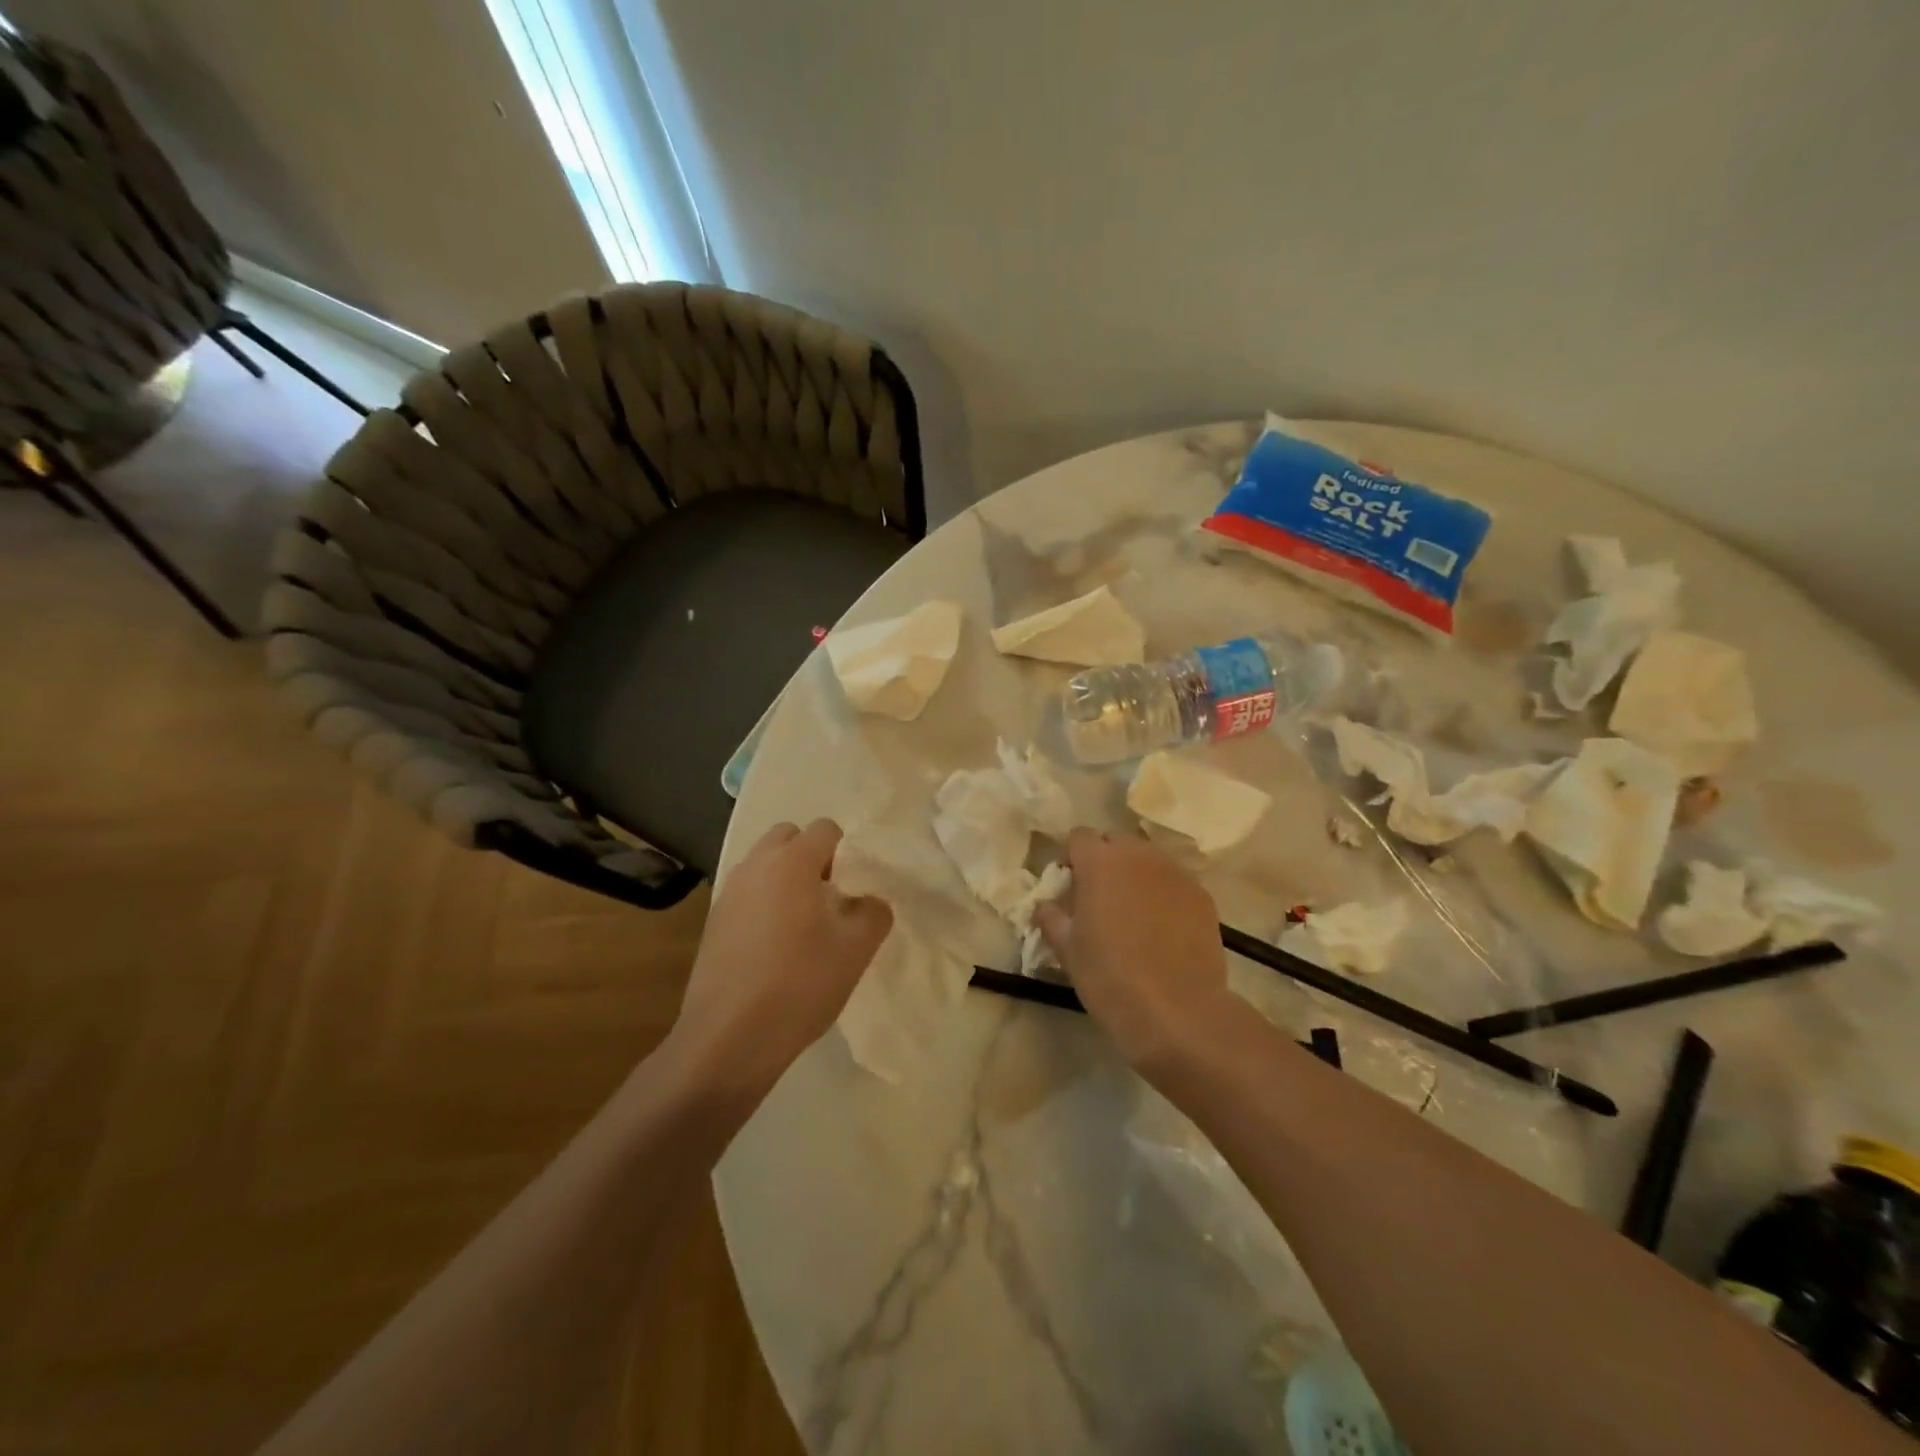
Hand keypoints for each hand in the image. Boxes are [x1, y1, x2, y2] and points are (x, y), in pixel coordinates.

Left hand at [671, 819, 891, 1102]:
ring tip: (803, 926)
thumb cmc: (800, 984)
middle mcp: (755, 866)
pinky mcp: (713, 923)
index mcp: (792, 862)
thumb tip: (868, 901)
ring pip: (764, 866)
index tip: (854, 887)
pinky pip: (747, 895)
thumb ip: (873, 912)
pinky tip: (775, 949)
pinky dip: (764, 905)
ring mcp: (728, 893)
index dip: (846, 852)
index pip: (826, 829)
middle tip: (829, 899)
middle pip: (788, 838)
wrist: (728, 1038)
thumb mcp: (856, 949)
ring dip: (785, 881)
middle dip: (811, 857)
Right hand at [1036, 828, 1235, 1076]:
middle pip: (1116, 841)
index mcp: (1100, 862)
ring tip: (1132, 911)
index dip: (1071, 857)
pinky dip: (1163, 893)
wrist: (1177, 1010)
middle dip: (1105, 860)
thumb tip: (1045, 905)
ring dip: (1135, 874)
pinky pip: (1174, 882)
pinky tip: (1161, 927)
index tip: (1069, 885)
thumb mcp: (1067, 949)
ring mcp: (1175, 873)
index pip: (1079, 837)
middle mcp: (1139, 855)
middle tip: (1099, 896)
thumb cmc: (1109, 976)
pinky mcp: (1201, 895)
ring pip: (1148, 859)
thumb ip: (1051, 917)